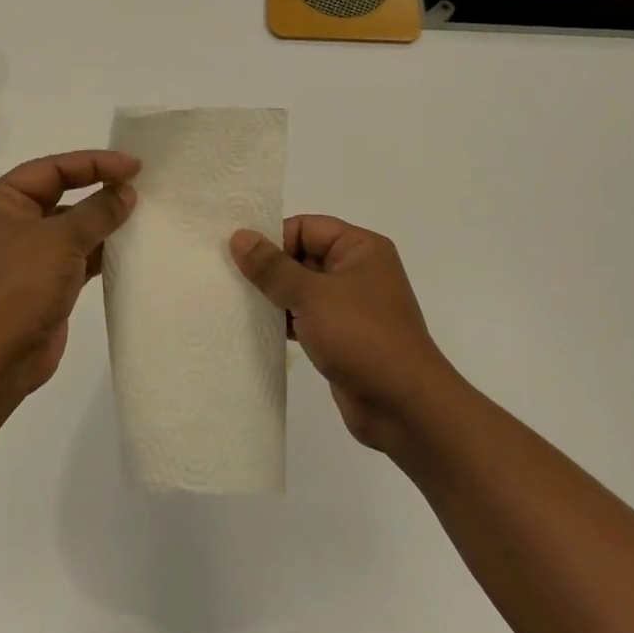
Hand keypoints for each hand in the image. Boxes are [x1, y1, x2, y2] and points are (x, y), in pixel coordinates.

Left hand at [0, 150, 139, 397]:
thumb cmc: (22, 286)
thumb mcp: (62, 239)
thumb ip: (98, 210)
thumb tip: (126, 192)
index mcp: (2, 200)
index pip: (53, 168)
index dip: (95, 163)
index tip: (135, 166)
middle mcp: (11, 221)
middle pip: (62, 193)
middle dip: (99, 188)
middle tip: (141, 185)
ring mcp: (27, 253)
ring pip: (72, 225)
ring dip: (103, 221)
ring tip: (142, 214)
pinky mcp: (44, 281)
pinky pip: (76, 254)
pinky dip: (100, 249)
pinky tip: (129, 247)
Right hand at [231, 216, 459, 455]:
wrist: (403, 405)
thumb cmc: (361, 336)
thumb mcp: (312, 295)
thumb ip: (272, 267)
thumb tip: (239, 236)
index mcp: (360, 248)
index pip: (306, 227)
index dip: (273, 239)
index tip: (238, 257)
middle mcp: (358, 270)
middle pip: (302, 255)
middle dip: (269, 268)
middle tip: (229, 279)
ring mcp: (351, 305)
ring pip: (302, 288)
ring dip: (274, 296)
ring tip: (237, 303)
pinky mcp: (343, 335)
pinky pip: (306, 316)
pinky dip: (285, 320)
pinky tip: (257, 328)